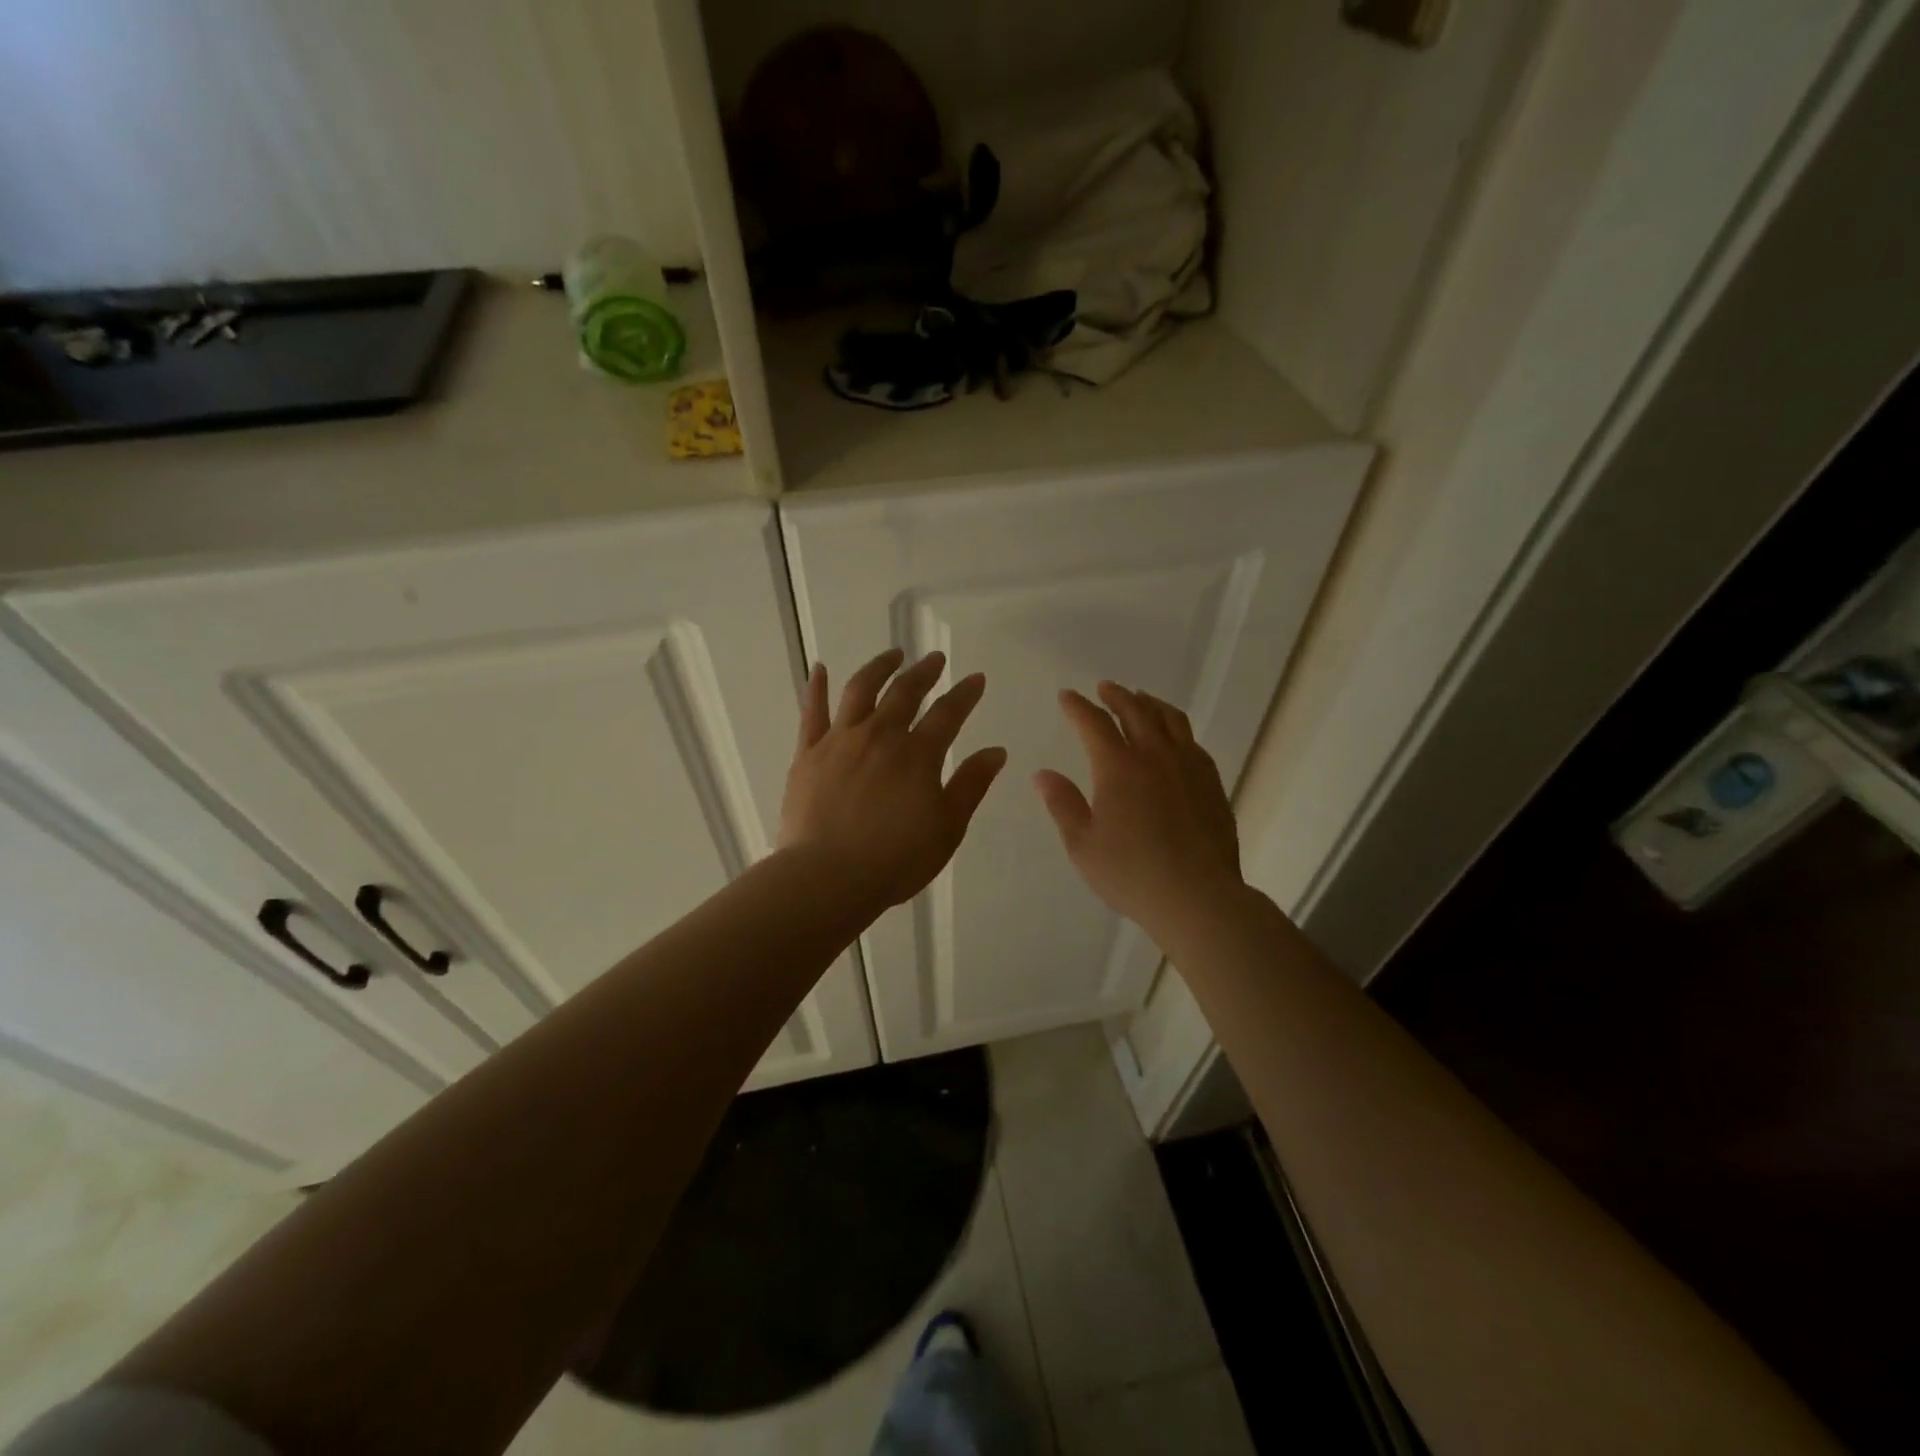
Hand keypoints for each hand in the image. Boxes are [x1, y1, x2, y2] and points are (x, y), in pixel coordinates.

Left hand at [779, 648, 1007, 912]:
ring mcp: (840, 741)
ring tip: (892, 655)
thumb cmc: (895, 860)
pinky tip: (821, 668)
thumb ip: (971, 785)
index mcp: (917, 754)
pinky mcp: (807, 754)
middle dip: (924, 672)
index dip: (965, 694)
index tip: (975, 679)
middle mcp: (880, 735)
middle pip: (905, 692)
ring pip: (860, 690)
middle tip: (935, 659)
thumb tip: (996, 751)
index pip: (948, 713)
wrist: (827, 878)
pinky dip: (817, 687)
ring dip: (879, 667)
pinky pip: (812, 712)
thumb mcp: (947, 827)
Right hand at [1035, 682, 1243, 941]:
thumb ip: (1063, 804)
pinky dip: (1176, 728)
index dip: (1078, 706)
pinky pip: (1192, 741)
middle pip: (1136, 711)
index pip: (1094, 723)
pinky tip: (1174, 738)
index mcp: (1118, 767)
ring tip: (1141, 699)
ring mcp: (1189, 766)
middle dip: (1116, 695)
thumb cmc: (1131, 874)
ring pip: (1170, 719)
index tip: (1067, 696)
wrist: (1198, 897)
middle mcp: (1155, 756)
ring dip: (1150, 704)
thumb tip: (1043, 774)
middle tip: (1105, 688)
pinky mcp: (1211, 783)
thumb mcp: (1083, 845)